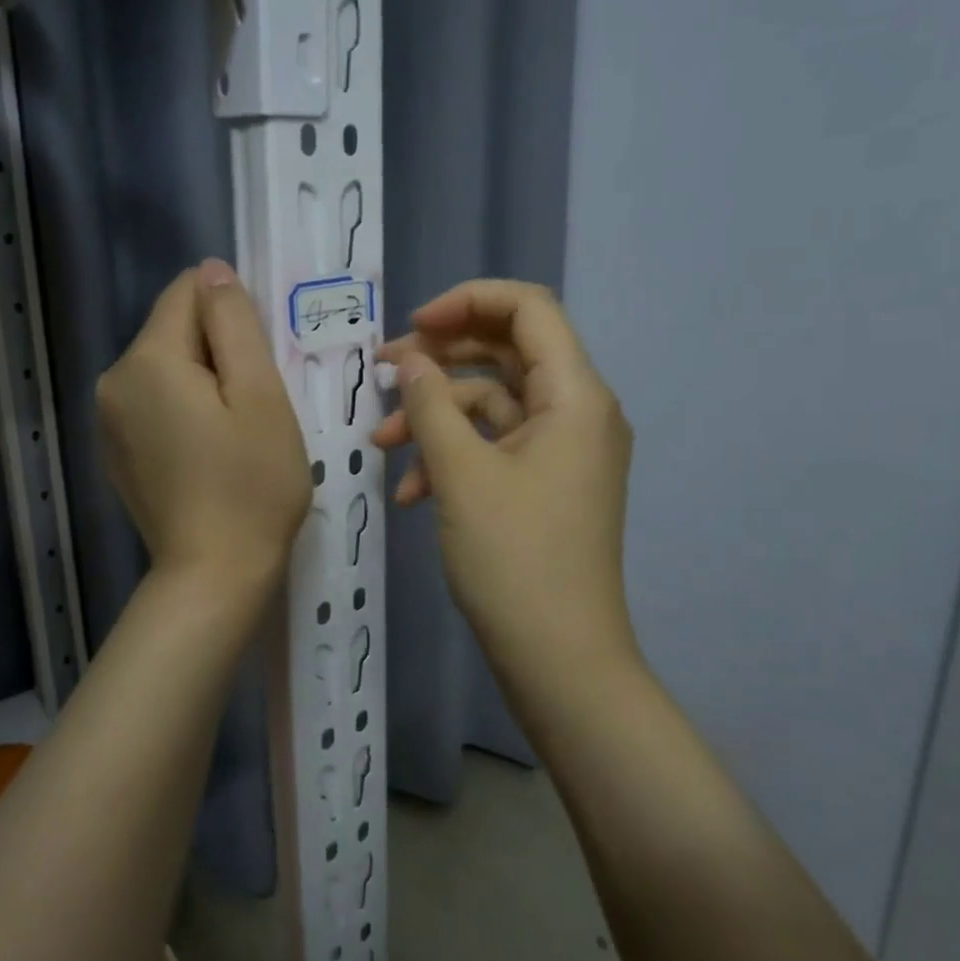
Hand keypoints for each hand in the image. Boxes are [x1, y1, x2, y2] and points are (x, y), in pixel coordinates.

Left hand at [97, 259, 310, 601]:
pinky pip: (155, 404)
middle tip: (256, 405)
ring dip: (205, 383)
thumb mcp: (260, 394)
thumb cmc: (251, 483)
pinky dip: (185, 412)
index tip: (261, 361)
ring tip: (236, 432)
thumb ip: (234, 323)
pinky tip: (209, 453)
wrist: (213, 575)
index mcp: (147, 360)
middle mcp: (113, 381)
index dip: (233, 315)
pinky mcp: (116, 452)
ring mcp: (108, 421)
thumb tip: (213, 271)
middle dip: (219, 352)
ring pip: (167, 368)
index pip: (188, 292)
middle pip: (175, 331)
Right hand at [373, 280, 634, 671]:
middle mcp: (577, 411)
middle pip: (506, 352)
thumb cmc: (514, 558)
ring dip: (436, 416)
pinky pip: (495, 446)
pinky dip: (452, 456)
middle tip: (383, 372)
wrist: (558, 658)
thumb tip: (409, 361)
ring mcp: (562, 450)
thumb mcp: (461, 473)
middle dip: (440, 359)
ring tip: (382, 444)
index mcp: (575, 395)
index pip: (528, 309)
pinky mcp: (545, 483)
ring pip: (492, 403)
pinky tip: (410, 492)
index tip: (412, 328)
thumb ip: (431, 403)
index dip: (467, 302)